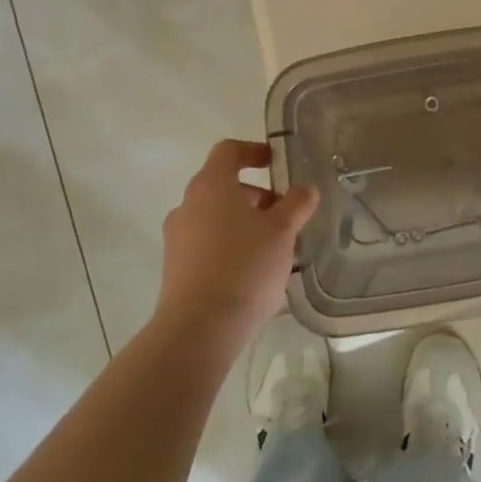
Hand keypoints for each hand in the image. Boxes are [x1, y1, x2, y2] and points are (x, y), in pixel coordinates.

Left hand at [154, 139, 319, 357]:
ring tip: (271, 246)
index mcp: (211, 186)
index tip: (276, 162)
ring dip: (242, 220)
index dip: (253, 151)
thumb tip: (306, 188)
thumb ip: (297, 204)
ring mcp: (177, 237)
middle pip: (221, 184)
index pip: (228, 151)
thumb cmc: (244, 268)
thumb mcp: (282, 232)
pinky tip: (250, 270)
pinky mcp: (174, 267)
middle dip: (255, 193)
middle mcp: (187, 205)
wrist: (198, 330)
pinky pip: (205, 242)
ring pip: (214, 215)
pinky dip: (228, 243)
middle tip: (283, 212)